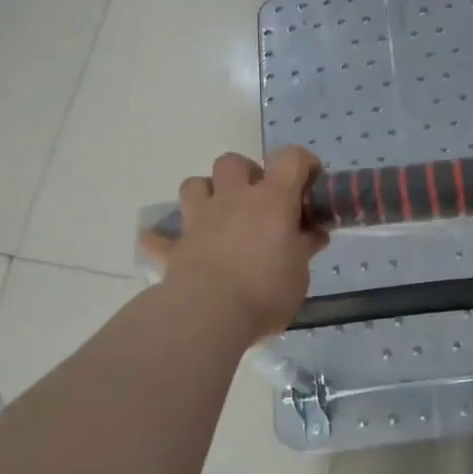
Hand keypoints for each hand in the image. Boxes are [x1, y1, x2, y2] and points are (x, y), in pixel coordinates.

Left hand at [139, 147, 328, 341]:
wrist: (210, 314)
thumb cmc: (266, 290)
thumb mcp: (300, 273)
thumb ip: (305, 248)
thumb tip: (315, 234)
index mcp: (271, 199)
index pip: (290, 159)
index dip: (302, 162)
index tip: (310, 181)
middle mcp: (233, 199)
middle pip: (233, 162)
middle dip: (245, 172)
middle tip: (258, 199)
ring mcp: (198, 220)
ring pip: (193, 184)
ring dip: (206, 193)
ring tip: (218, 214)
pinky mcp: (175, 247)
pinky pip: (158, 238)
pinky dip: (161, 239)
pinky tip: (170, 247)